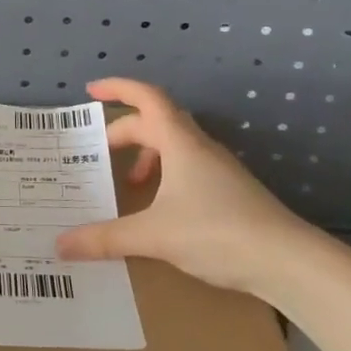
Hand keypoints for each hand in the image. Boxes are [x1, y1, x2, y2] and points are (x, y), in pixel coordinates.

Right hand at [55, 78, 333, 298]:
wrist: (290, 262)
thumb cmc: (218, 233)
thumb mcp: (155, 235)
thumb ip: (106, 238)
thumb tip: (60, 244)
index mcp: (180, 142)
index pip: (146, 98)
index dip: (118, 88)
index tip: (90, 92)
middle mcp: (199, 147)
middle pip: (156, 122)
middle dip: (124, 132)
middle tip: (98, 153)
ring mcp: (219, 169)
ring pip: (174, 146)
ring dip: (147, 156)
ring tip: (129, 185)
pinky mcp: (230, 191)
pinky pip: (188, 167)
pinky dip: (165, 175)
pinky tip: (160, 208)